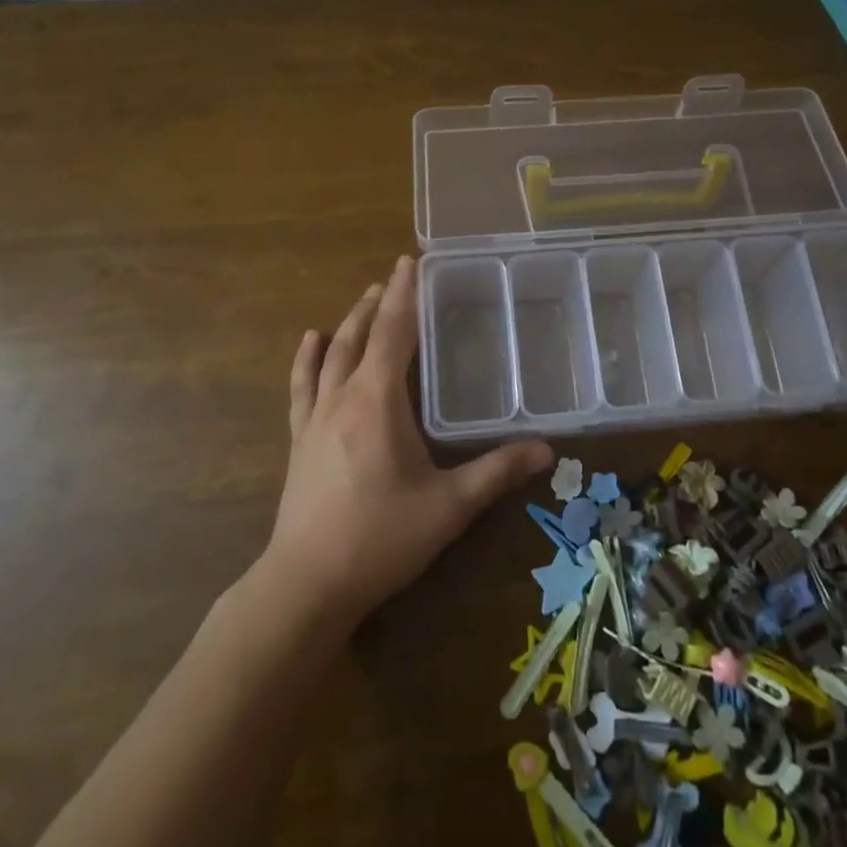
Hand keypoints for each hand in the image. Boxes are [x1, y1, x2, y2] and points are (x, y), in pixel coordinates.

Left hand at [265, 255, 553, 627]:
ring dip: (348, 323)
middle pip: (359, 336)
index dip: (404, 295)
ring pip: (331, 356)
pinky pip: (301, 388)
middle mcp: (343, 398)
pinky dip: (306, 360)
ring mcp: (314, 419)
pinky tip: (309, 340)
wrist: (306, 584)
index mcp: (378, 402)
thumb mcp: (448, 507)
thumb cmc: (380, 539)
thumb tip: (547, 451)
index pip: (392, 333)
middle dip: (378, 303)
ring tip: (364, 299)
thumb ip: (497, 473)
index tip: (410, 261)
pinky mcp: (298, 441)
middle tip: (393, 278)